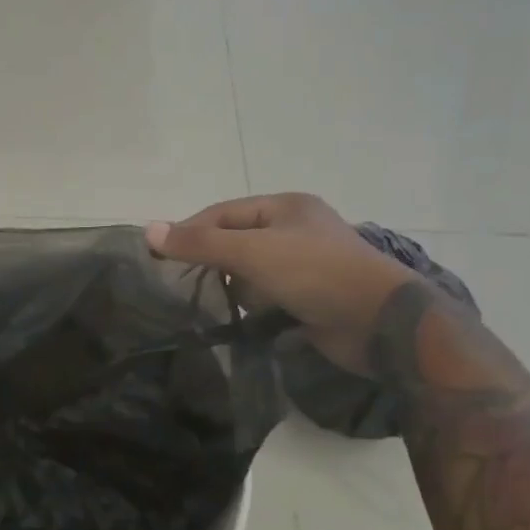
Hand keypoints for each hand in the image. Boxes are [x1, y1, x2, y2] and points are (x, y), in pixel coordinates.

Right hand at [146, 194, 415, 373]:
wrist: (381, 323)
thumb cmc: (315, 273)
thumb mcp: (252, 252)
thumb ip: (200, 243)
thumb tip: (148, 230)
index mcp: (285, 207)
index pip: (223, 212)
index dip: (190, 230)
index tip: (159, 254)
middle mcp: (296, 230)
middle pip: (237, 239)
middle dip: (213, 259)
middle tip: (181, 281)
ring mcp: (306, 264)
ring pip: (252, 269)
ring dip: (235, 285)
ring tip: (212, 301)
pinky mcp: (312, 296)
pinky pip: (270, 294)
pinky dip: (254, 305)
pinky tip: (241, 317)